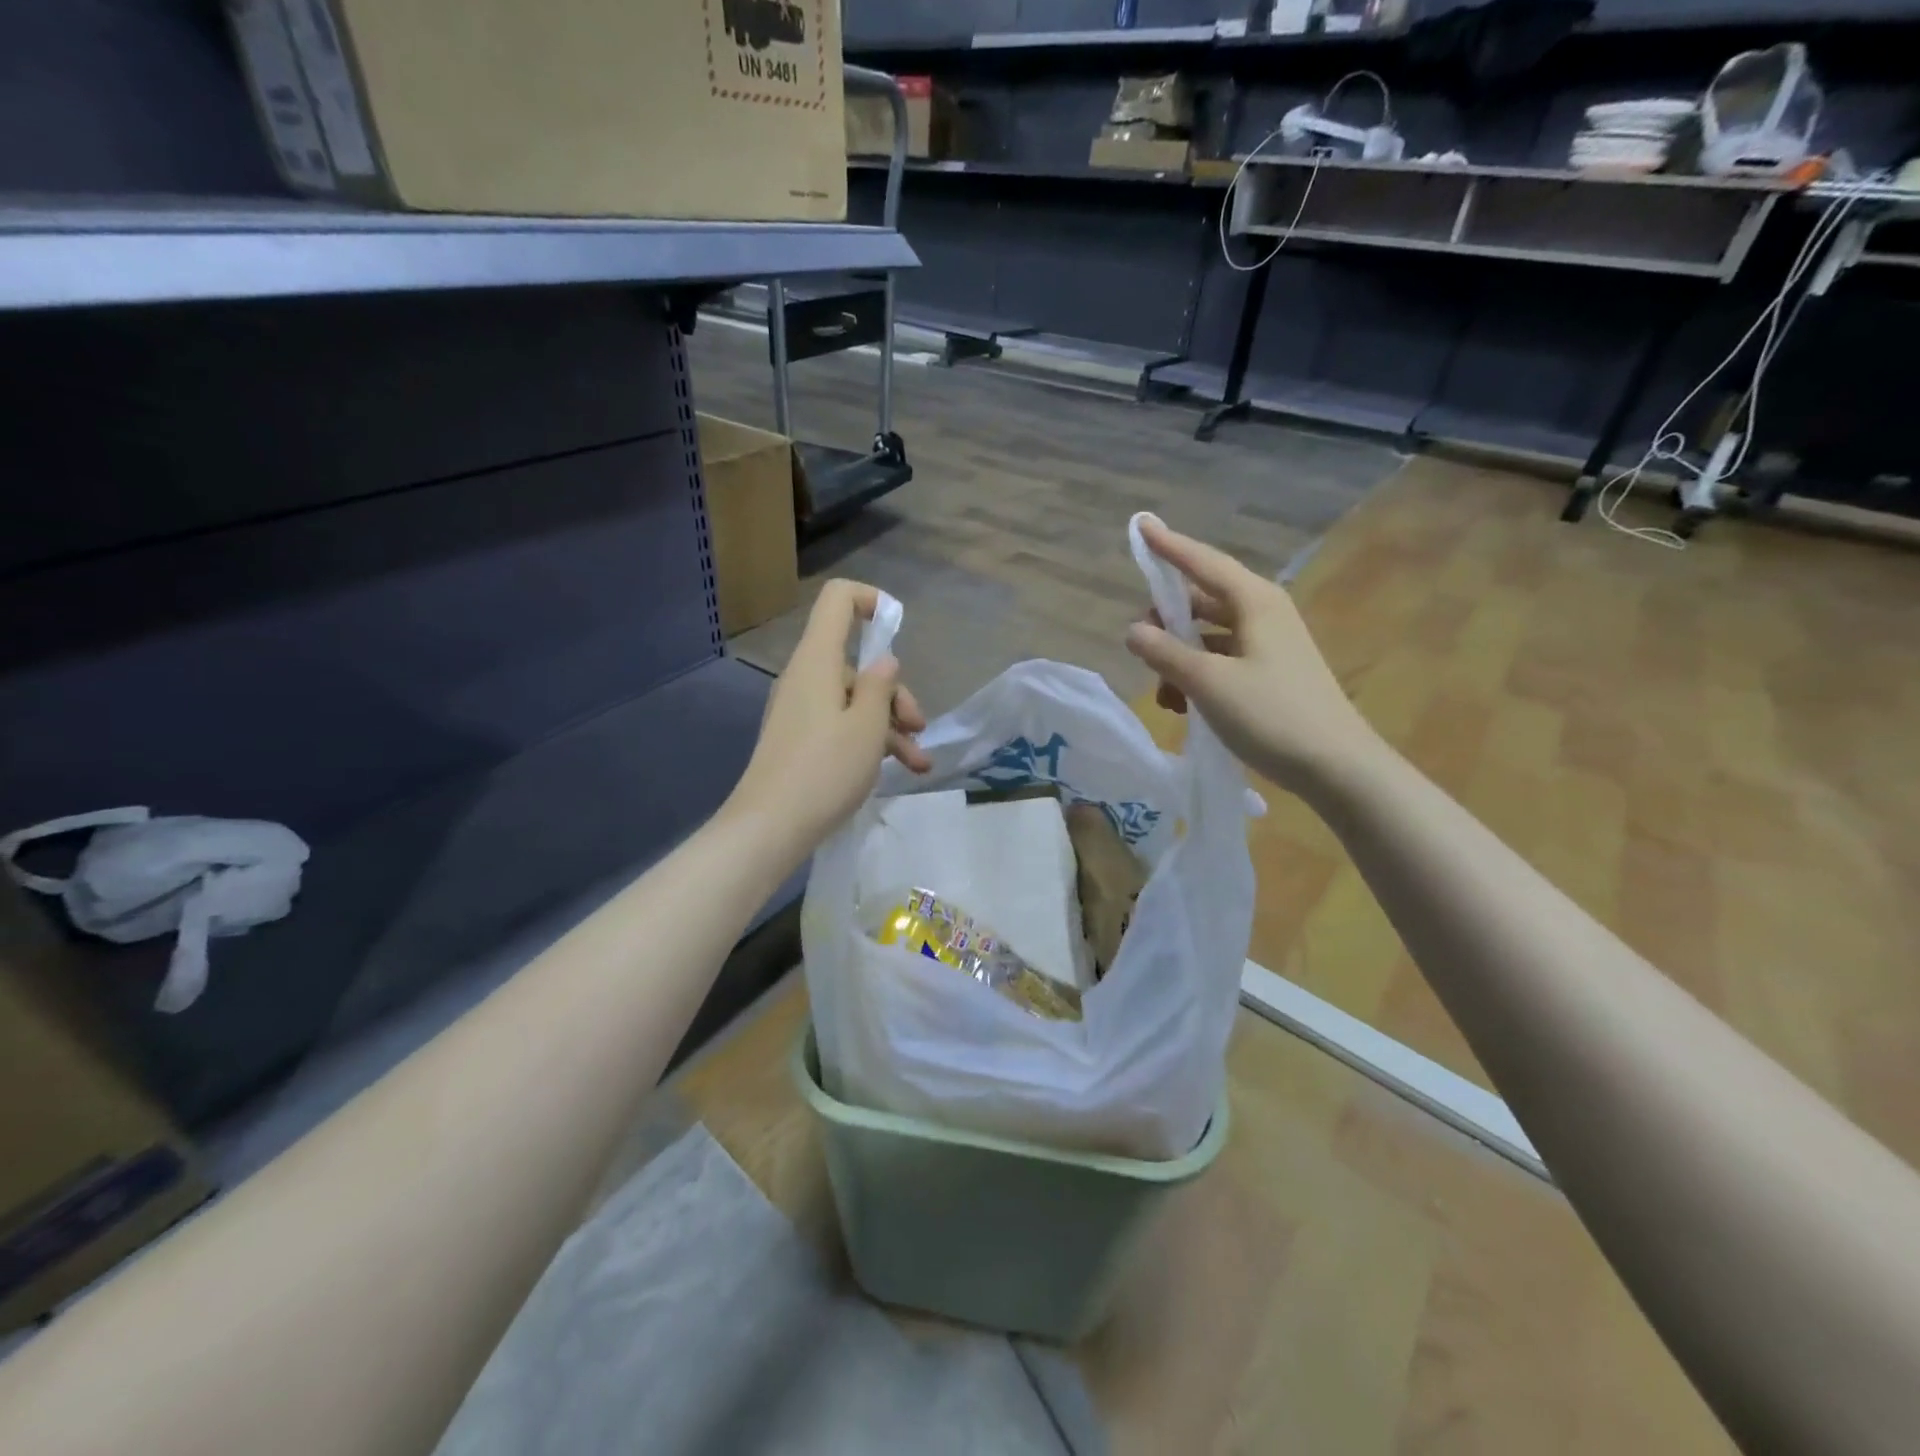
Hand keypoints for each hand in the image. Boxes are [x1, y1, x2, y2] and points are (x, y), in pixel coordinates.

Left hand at [727, 580, 929, 847]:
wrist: (770, 827)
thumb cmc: (825, 769)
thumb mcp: (868, 726)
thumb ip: (881, 686)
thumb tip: (885, 661)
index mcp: (818, 661)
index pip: (837, 600)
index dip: (870, 600)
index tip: (897, 625)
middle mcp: (806, 677)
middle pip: (856, 664)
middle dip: (895, 692)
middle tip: (919, 726)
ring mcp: (800, 710)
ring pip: (854, 701)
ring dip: (890, 726)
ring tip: (919, 763)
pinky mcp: (799, 739)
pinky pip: (840, 725)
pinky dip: (868, 741)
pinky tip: (897, 771)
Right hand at [1124, 519, 1376, 797]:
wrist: (1337, 767)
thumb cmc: (1272, 715)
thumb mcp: (1208, 683)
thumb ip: (1166, 652)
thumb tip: (1133, 631)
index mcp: (1254, 601)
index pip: (1202, 562)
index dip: (1168, 546)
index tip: (1140, 525)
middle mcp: (1264, 614)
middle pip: (1203, 600)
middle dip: (1167, 620)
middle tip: (1141, 643)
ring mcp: (1270, 644)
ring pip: (1210, 635)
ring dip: (1180, 657)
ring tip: (1164, 694)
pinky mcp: (1271, 673)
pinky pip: (1223, 660)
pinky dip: (1199, 675)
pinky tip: (1184, 706)